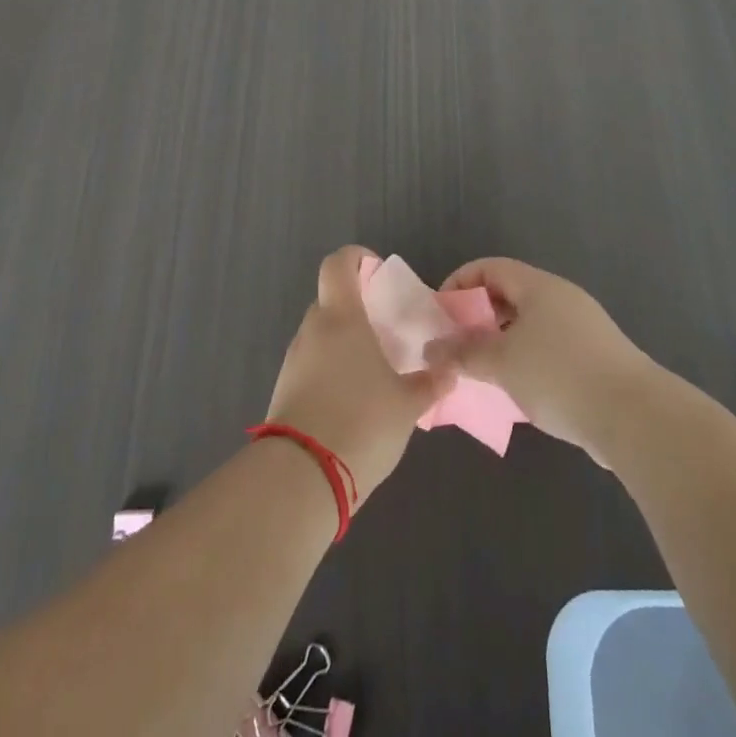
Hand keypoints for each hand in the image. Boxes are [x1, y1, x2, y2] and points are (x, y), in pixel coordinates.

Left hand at [265, 246, 455, 503]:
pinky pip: (312, 364)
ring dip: (344, 342)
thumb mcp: (407, 404)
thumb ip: (430, 383)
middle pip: (330, 301)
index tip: (378, 274)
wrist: (301, 477)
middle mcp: (313, 330)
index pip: (338, 264)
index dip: (356, 259)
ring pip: (321, 335)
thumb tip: (450, 370)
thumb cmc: (361, 422)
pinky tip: (354, 400)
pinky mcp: (285, 390)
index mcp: (341, 317)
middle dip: (356, 309)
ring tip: (374, 371)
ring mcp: (294, 360)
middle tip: (385, 331)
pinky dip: (331, 370)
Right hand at [435, 259, 656, 465]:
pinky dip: (525, 359)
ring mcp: (581, 326)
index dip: (461, 283)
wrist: (634, 415)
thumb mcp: (502, 363)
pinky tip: (516, 390)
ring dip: (500, 342)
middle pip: (510, 294)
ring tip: (481, 372)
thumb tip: (432, 349)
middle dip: (478, 317)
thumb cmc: (559, 375)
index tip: (441, 315)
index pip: (490, 268)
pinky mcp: (594, 356)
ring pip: (529, 324)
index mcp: (538, 286)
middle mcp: (561, 297)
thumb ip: (463, 353)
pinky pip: (548, 347)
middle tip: (456, 346)